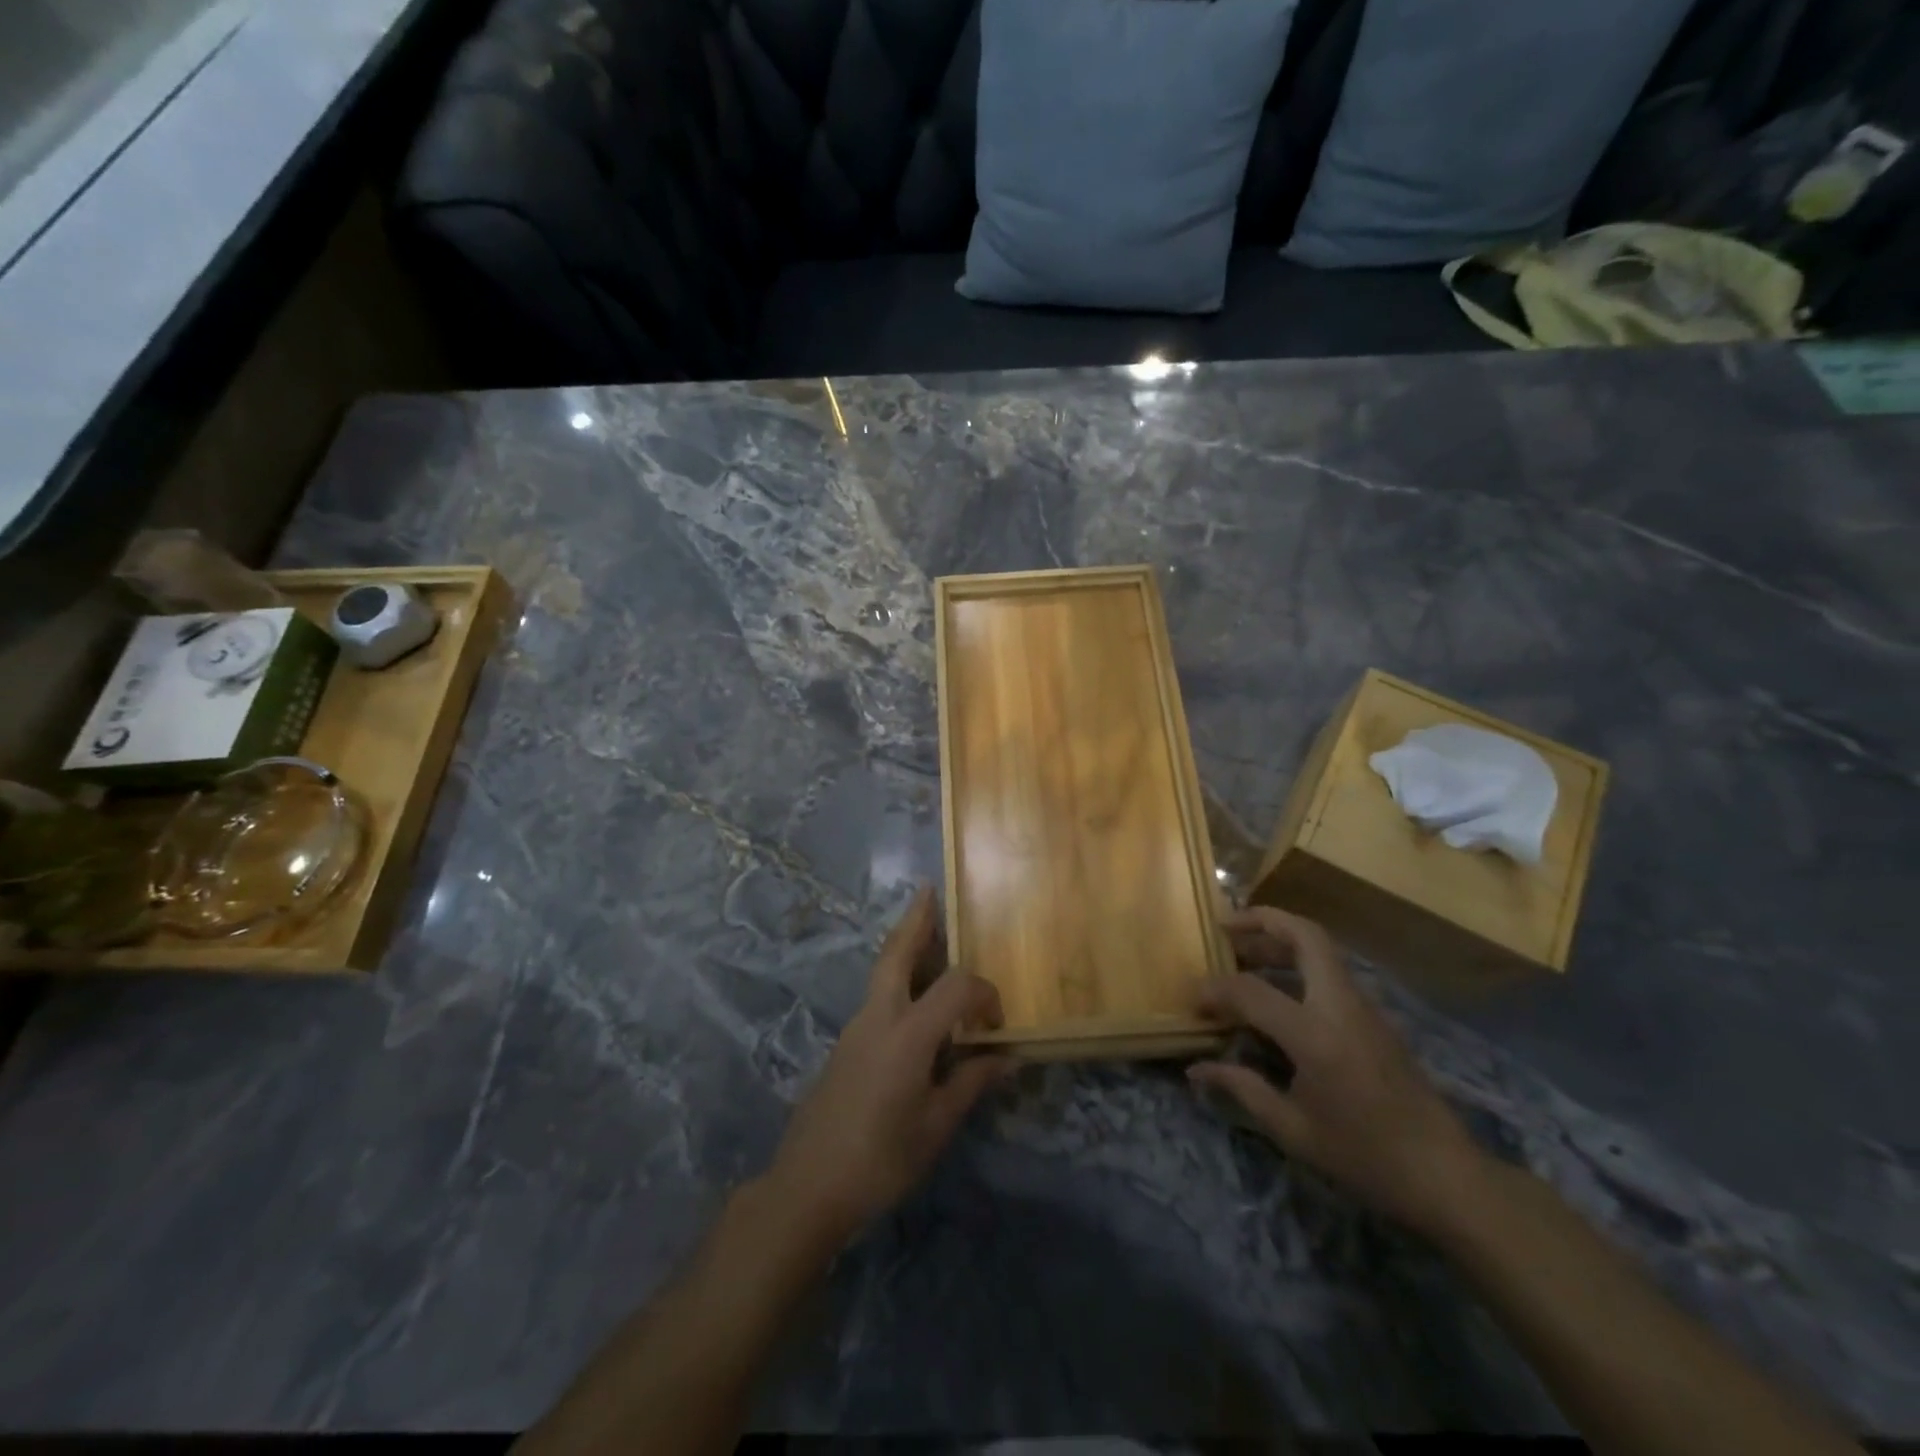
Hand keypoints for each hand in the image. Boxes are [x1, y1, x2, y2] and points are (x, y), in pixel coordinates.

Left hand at [767, 887, 1012, 1245]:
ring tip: (926, 931)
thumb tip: (1008, 1058)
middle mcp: (878, 1017)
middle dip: (915, 920)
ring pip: (882, 971)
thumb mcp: (935, 1127)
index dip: (984, 995)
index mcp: (907, 1033)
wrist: (806, 1186)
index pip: (956, 987)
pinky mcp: (845, 1045)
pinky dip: (897, 978)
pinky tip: (913, 1000)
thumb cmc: (880, 1159)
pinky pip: (877, 996)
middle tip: (928, 891)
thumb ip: (971, 1084)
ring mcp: (856, 1028)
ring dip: (904, 946)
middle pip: (896, 952)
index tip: (997, 1026)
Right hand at [1189, 906, 1483, 1233]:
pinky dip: (1298, 963)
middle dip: (1262, 920)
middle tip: (1225, 928)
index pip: (1252, 991)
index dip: (1216, 989)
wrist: (1447, 1178)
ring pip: (1321, 949)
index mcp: (1316, 1035)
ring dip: (1281, 939)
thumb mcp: (1292, 1130)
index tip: (1193, 998)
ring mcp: (1364, 1008)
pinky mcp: (1376, 1018)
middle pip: (1305, 935)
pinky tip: (1278, 991)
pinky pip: (1331, 972)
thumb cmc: (1364, 1157)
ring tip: (1244, 953)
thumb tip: (1196, 1070)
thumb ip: (1242, 1088)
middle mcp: (1341, 1006)